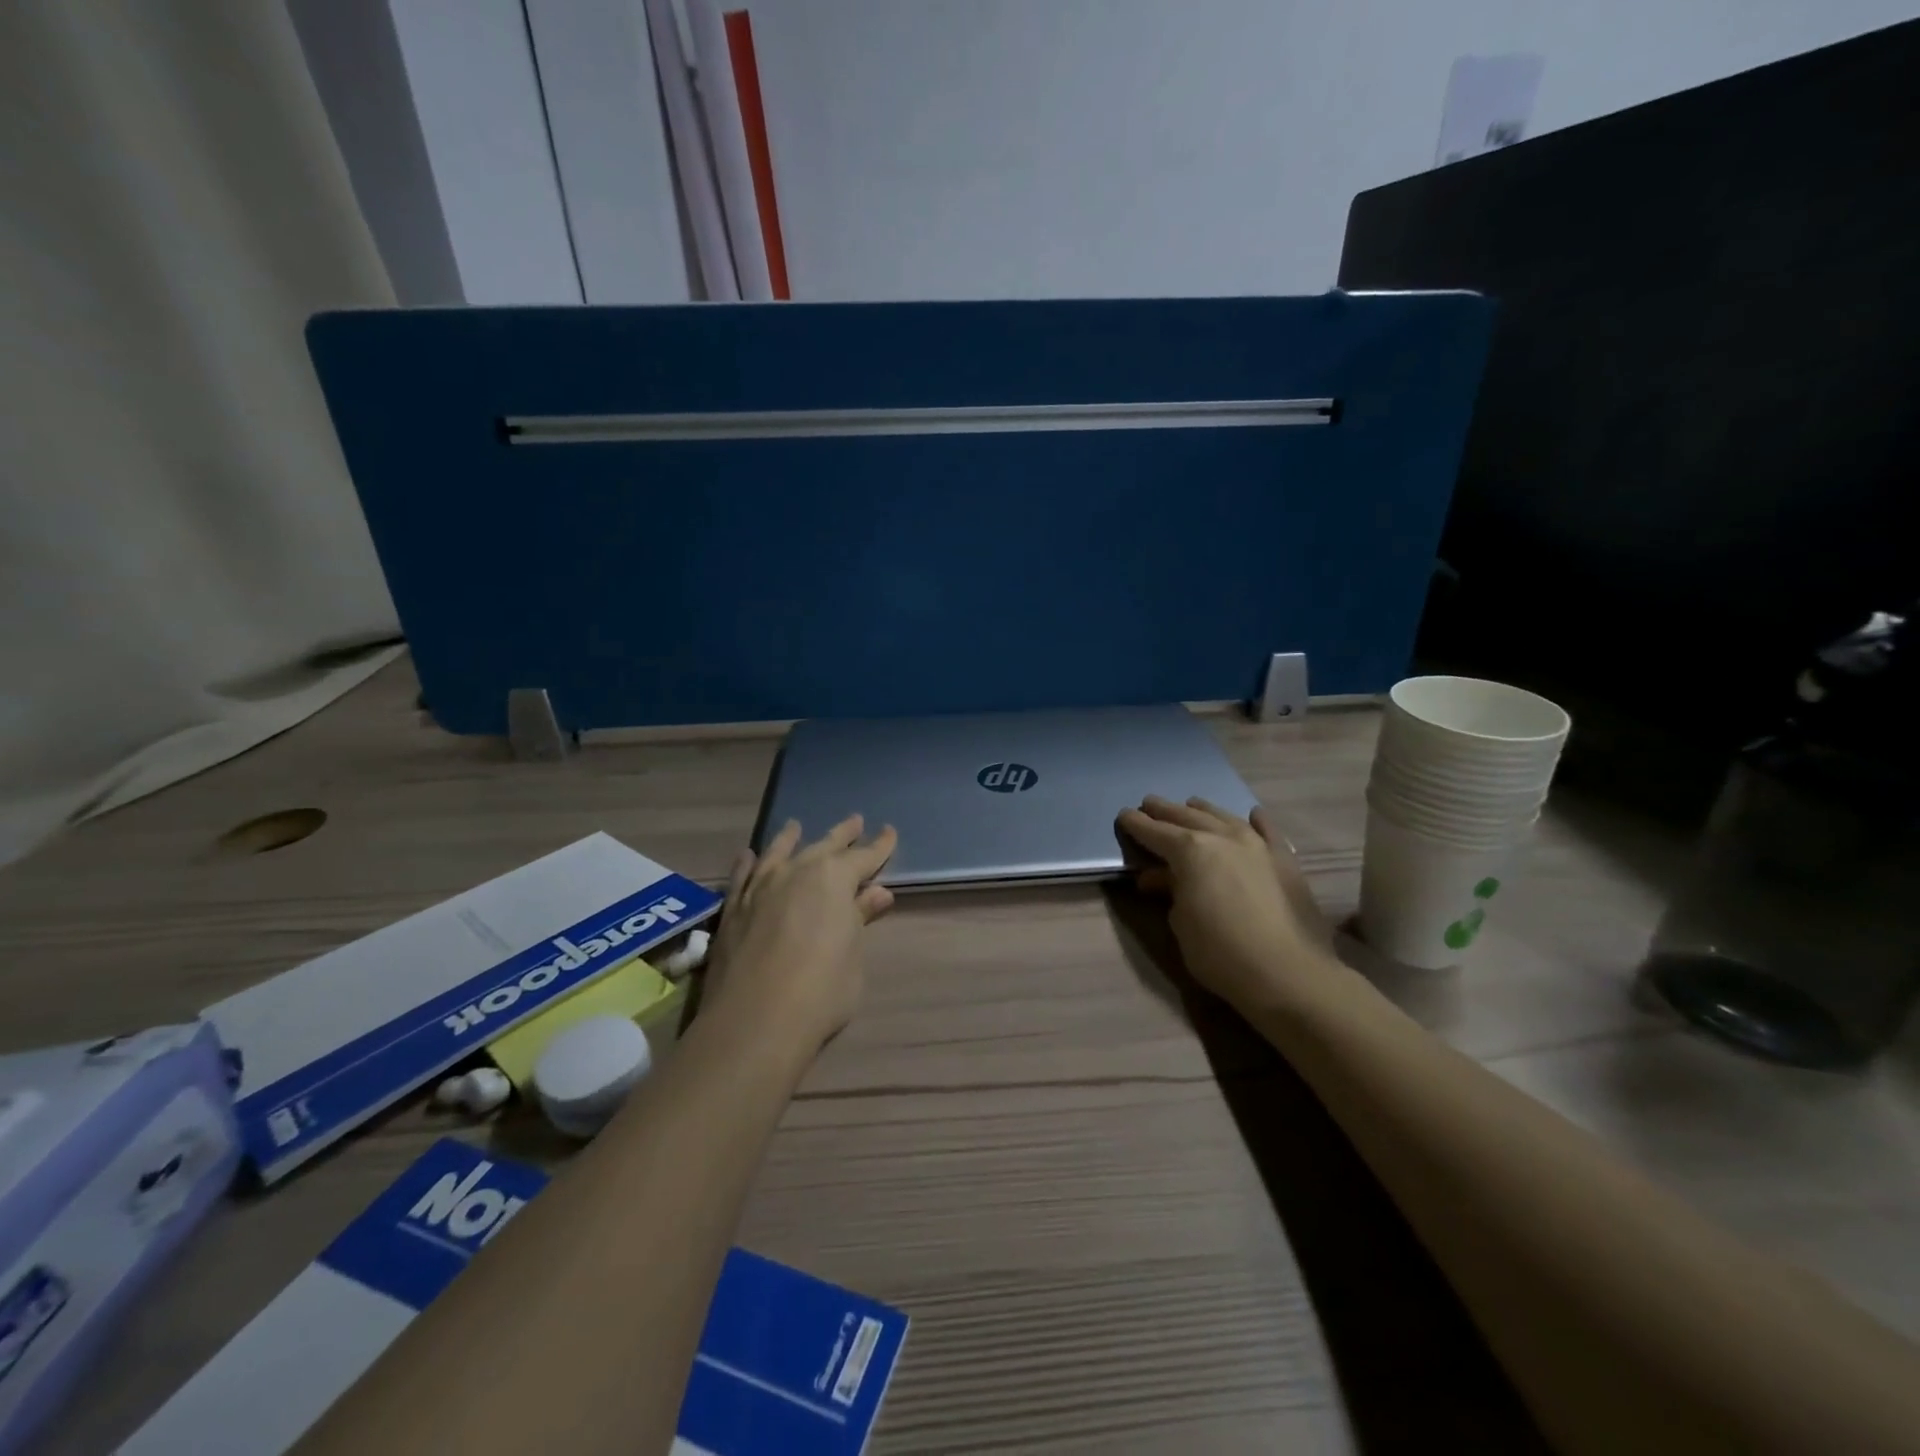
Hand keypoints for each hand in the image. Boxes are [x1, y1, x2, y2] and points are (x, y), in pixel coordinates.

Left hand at [701, 815, 897, 1059]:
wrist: (754, 1021)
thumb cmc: (822, 990)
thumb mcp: (853, 955)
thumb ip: (861, 918)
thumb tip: (878, 893)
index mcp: (834, 878)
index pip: (864, 856)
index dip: (880, 846)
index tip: (890, 832)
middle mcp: (796, 872)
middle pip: (823, 846)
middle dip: (842, 834)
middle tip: (855, 820)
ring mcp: (760, 887)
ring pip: (779, 852)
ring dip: (791, 838)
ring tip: (796, 826)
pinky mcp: (733, 907)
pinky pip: (742, 874)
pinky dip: (749, 862)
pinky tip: (750, 855)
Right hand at [1116, 796, 1333, 1012]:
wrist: (1288, 974)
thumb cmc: (1220, 953)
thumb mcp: (1180, 923)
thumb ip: (1171, 891)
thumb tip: (1164, 878)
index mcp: (1190, 850)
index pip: (1155, 831)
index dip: (1136, 824)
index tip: (1124, 815)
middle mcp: (1222, 837)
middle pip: (1187, 817)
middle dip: (1165, 811)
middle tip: (1149, 804)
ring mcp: (1257, 845)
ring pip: (1224, 817)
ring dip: (1203, 810)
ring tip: (1190, 805)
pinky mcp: (1285, 860)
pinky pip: (1268, 831)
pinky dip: (1257, 821)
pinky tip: (1252, 815)